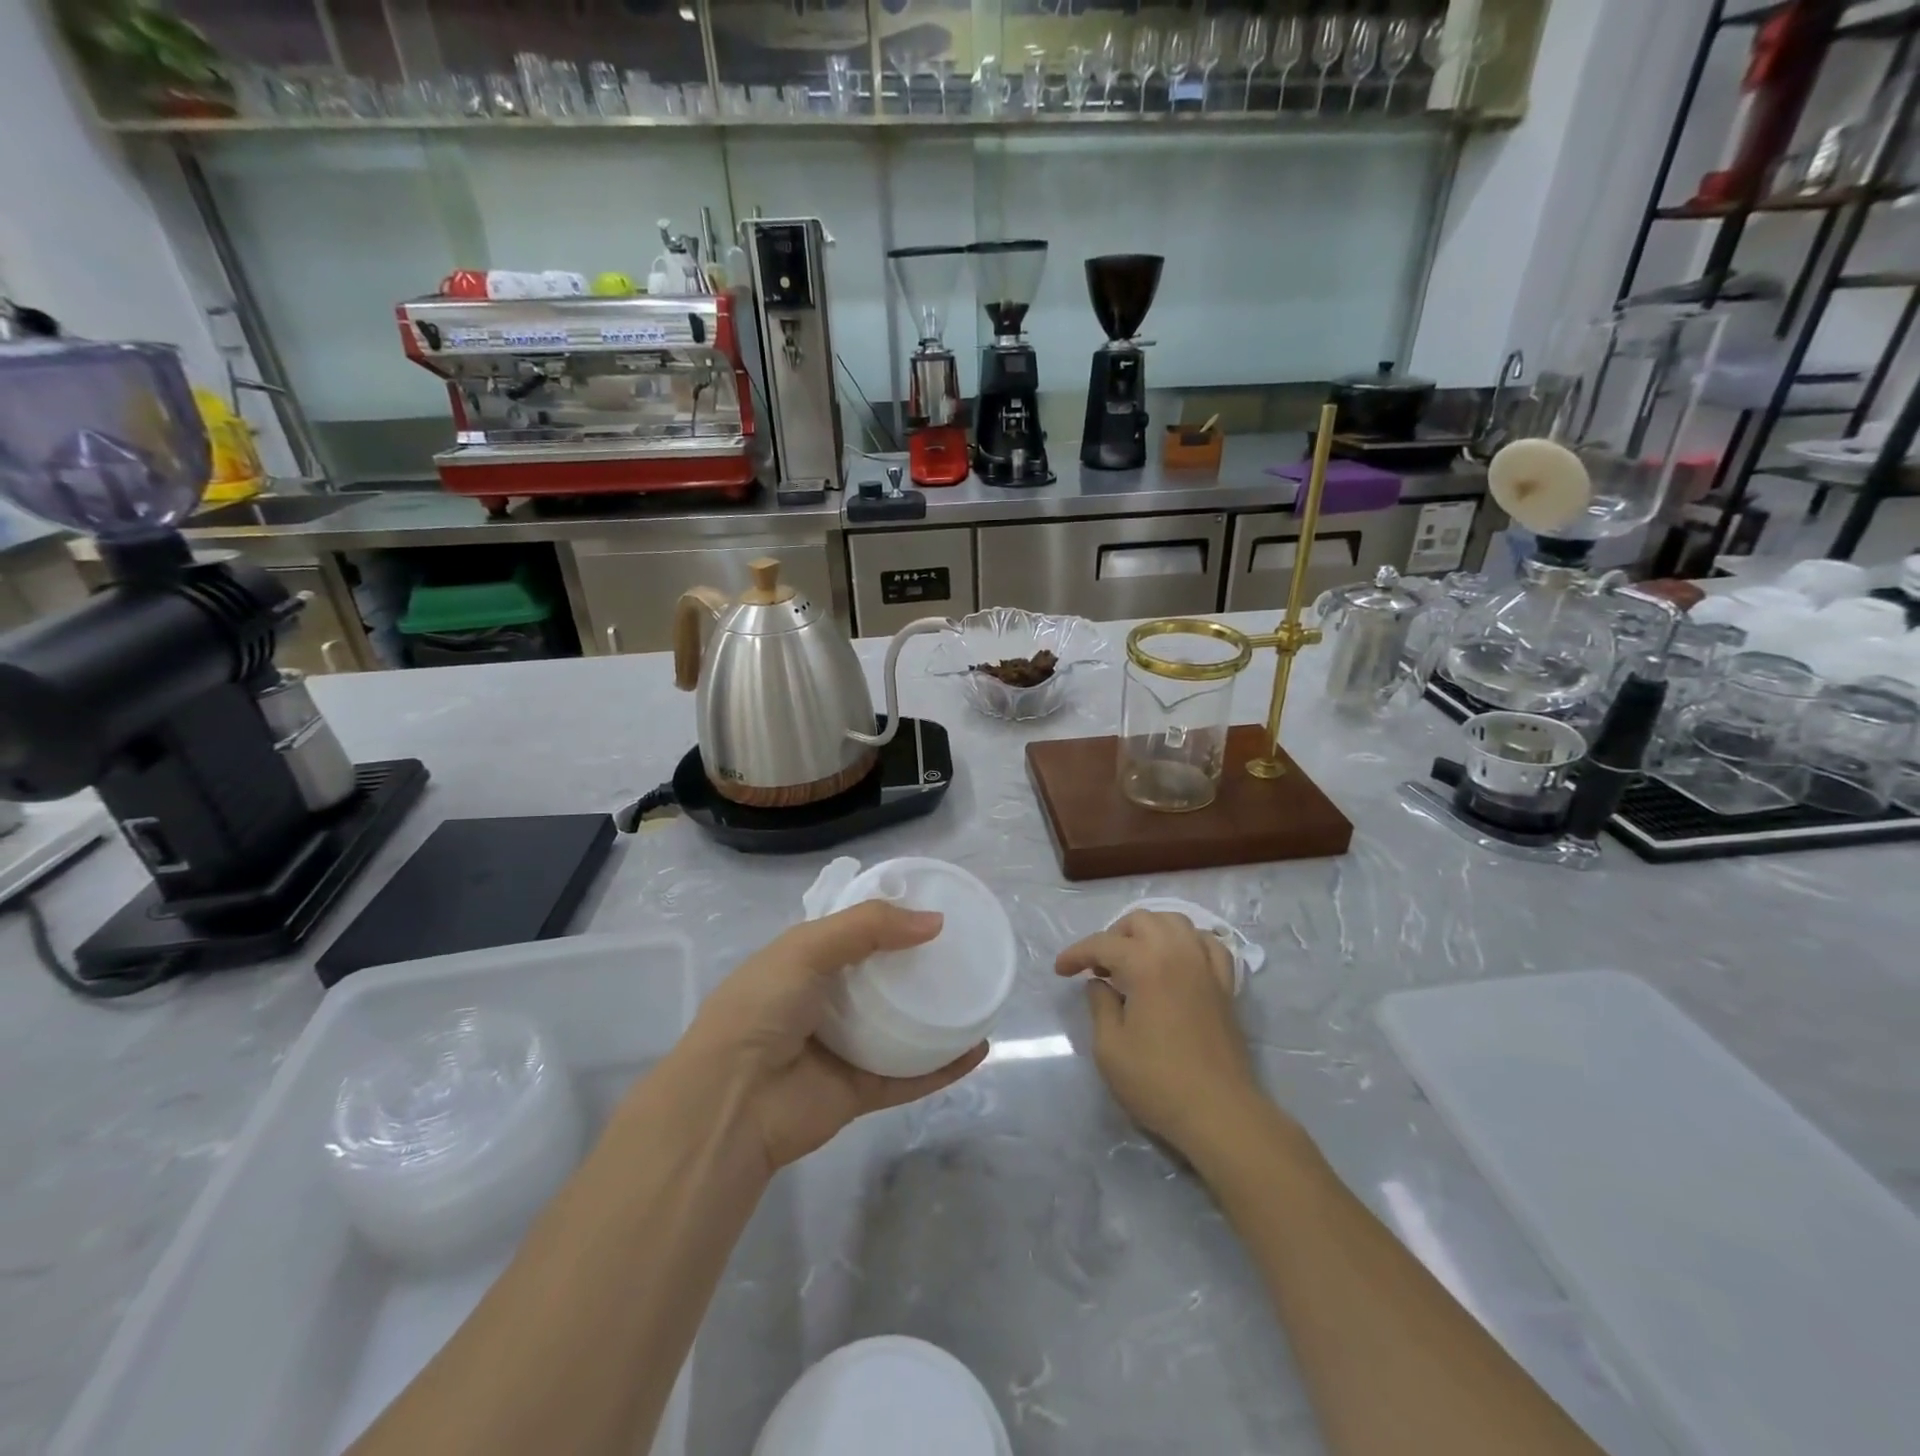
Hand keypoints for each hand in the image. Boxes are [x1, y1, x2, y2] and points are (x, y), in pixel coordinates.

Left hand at [673, 901, 986, 1177]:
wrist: (730, 1104)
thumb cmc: (761, 1010)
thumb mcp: (805, 949)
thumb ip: (869, 927)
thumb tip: (935, 921)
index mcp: (804, 962)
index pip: (853, 931)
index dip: (889, 917)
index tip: (933, 904)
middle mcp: (825, 1001)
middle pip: (882, 977)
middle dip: (918, 963)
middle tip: (963, 947)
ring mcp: (844, 1047)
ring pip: (900, 1026)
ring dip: (935, 1013)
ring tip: (977, 993)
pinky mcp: (860, 1091)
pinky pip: (910, 1074)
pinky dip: (943, 1065)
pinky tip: (978, 1048)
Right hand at [1055, 910, 1261, 1159]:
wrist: (1219, 1113)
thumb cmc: (1157, 1082)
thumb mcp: (1109, 1048)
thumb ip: (1099, 1005)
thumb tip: (1099, 983)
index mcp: (1146, 964)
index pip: (1103, 944)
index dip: (1076, 954)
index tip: (1060, 970)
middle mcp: (1178, 953)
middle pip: (1141, 921)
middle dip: (1113, 936)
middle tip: (1099, 966)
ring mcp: (1206, 967)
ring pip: (1176, 922)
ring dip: (1150, 930)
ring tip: (1135, 957)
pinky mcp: (1225, 985)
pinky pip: (1208, 944)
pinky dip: (1188, 942)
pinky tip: (1177, 959)